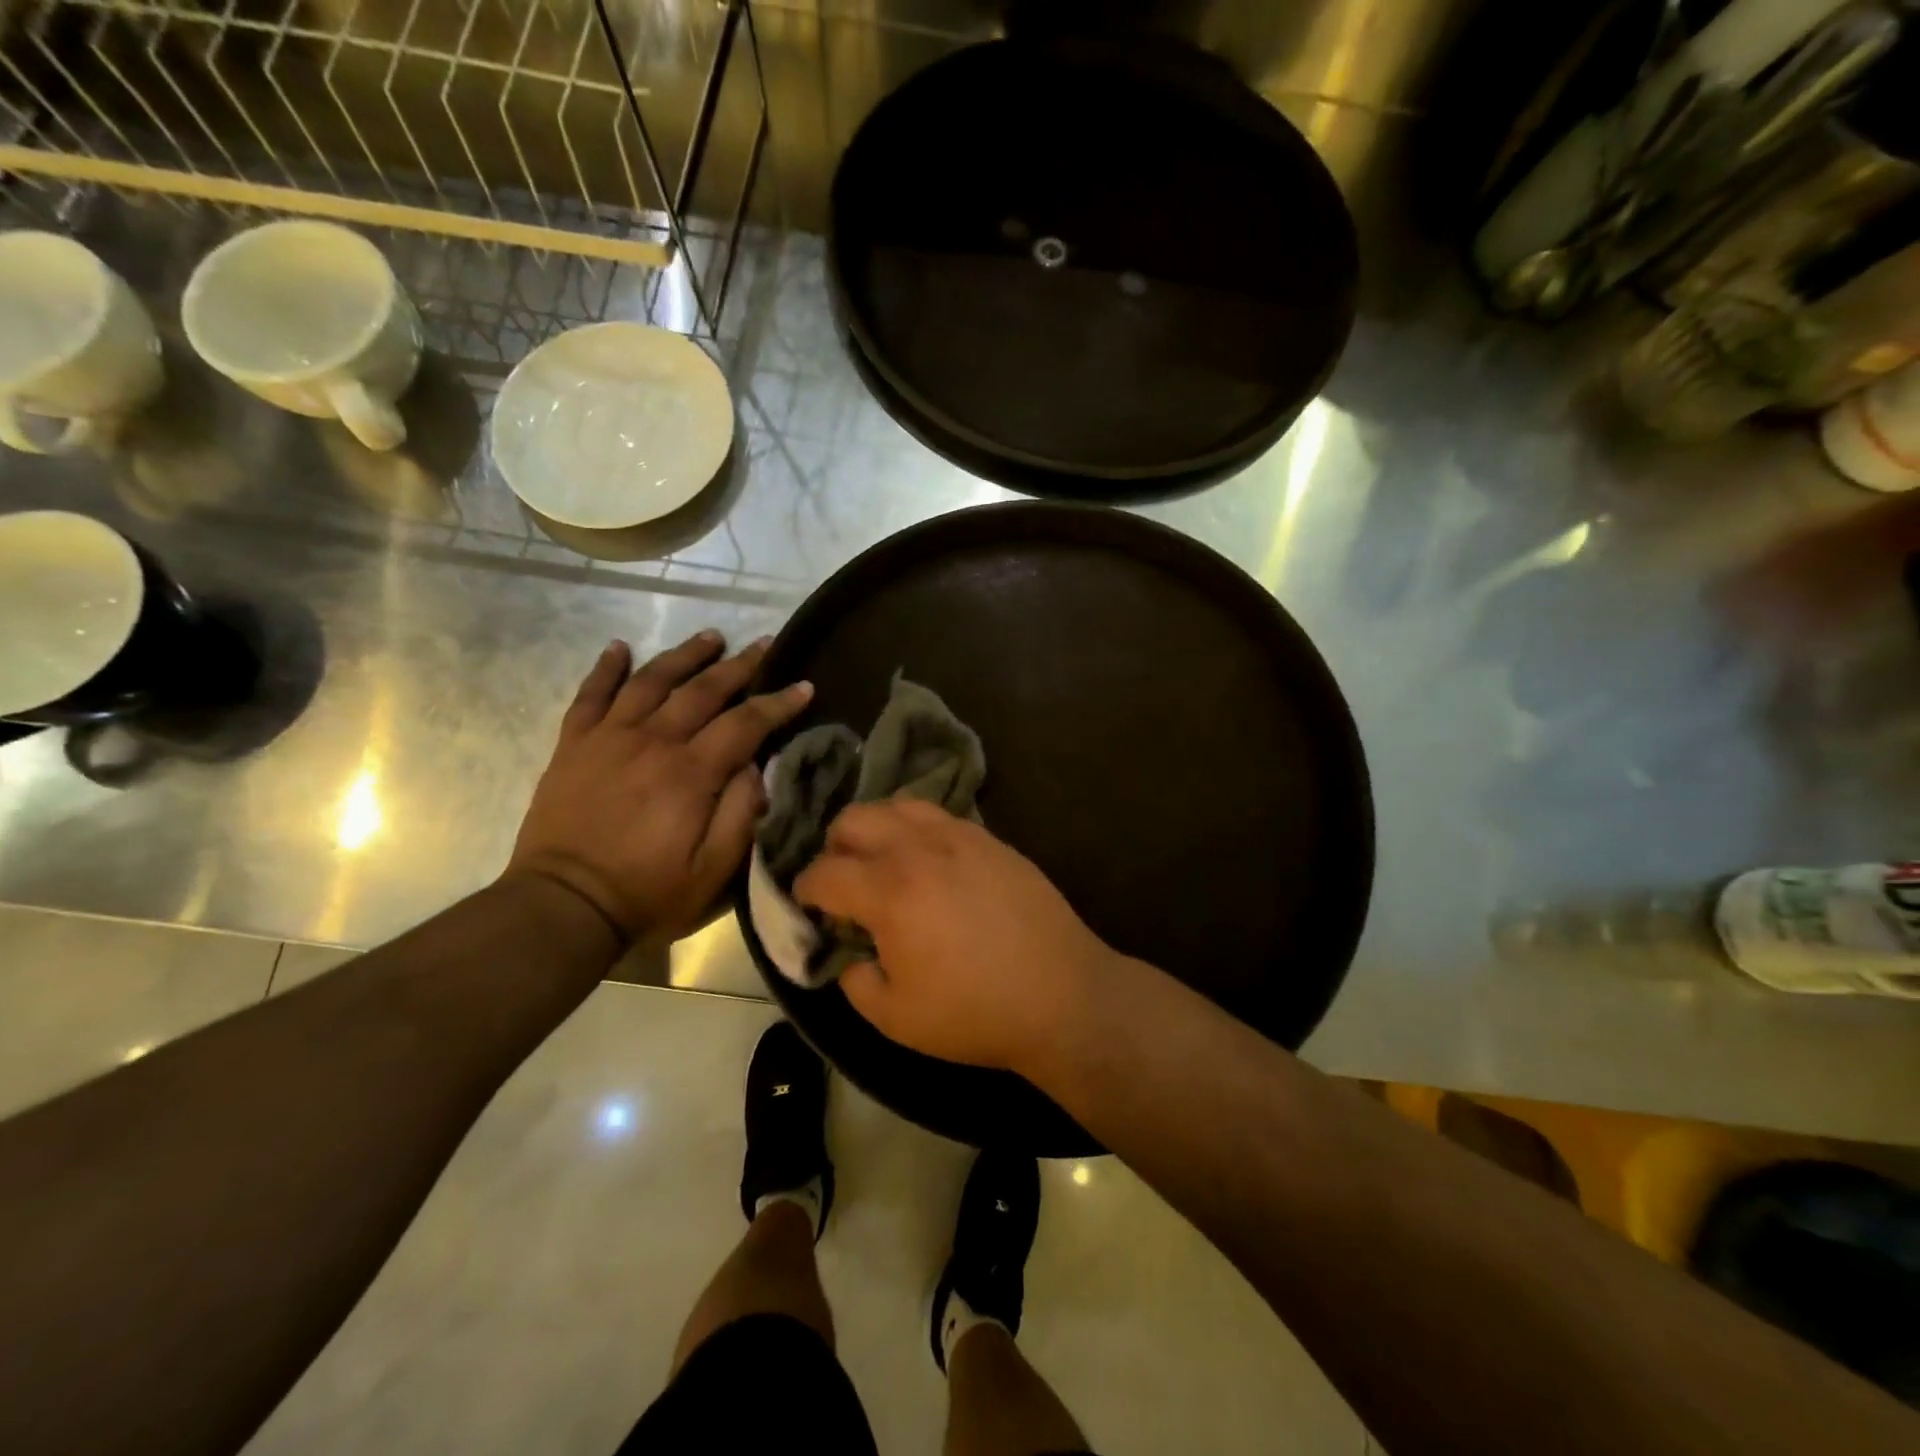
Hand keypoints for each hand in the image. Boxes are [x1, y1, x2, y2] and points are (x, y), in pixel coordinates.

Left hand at [507, 632, 811, 941]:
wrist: (563, 906)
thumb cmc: (647, 893)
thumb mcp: (714, 870)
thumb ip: (741, 813)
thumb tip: (755, 767)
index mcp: (691, 773)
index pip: (745, 722)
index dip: (778, 702)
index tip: (804, 685)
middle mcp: (653, 742)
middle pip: (702, 690)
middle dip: (738, 665)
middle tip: (763, 643)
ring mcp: (609, 738)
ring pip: (651, 681)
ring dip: (684, 655)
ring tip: (710, 636)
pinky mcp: (574, 746)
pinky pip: (590, 695)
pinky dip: (606, 668)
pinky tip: (620, 648)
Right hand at [793, 800, 1117, 1073]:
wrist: (1061, 994)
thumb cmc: (974, 1012)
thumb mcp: (895, 1017)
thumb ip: (855, 980)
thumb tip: (850, 953)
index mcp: (888, 891)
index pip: (823, 872)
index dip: (804, 890)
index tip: (808, 906)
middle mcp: (918, 848)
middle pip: (853, 819)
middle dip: (835, 848)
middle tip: (845, 884)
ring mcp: (959, 835)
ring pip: (897, 805)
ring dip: (877, 829)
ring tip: (885, 864)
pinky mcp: (990, 838)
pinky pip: (939, 815)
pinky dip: (918, 830)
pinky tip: (929, 862)